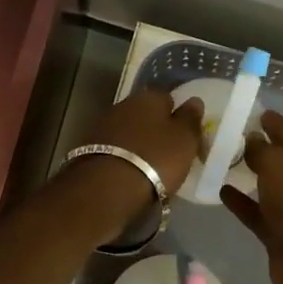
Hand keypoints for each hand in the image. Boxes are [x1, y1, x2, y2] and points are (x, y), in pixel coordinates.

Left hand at [79, 88, 205, 196]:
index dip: (177, 114)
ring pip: (128, 129)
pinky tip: (129, 171)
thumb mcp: (184, 140)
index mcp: (149, 97)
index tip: (183, 134)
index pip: (168, 97)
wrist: (106, 186)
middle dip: (155, 127)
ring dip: (137, 142)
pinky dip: (123, 155)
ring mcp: (103, 125)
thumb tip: (194, 100)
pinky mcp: (88, 147)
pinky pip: (114, 147)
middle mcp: (124, 104)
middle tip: (167, 150)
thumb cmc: (155, 159)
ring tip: (148, 165)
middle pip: (145, 113)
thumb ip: (190, 119)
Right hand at [221, 111, 282, 283]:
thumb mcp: (279, 163)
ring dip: (245, 173)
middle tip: (218, 135)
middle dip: (252, 145)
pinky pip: (255, 210)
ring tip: (215, 160)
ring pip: (265, 183)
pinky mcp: (279, 232)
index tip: (237, 111)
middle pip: (276, 155)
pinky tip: (219, 190)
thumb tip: (252, 140)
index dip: (265, 119)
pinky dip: (240, 201)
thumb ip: (261, 148)